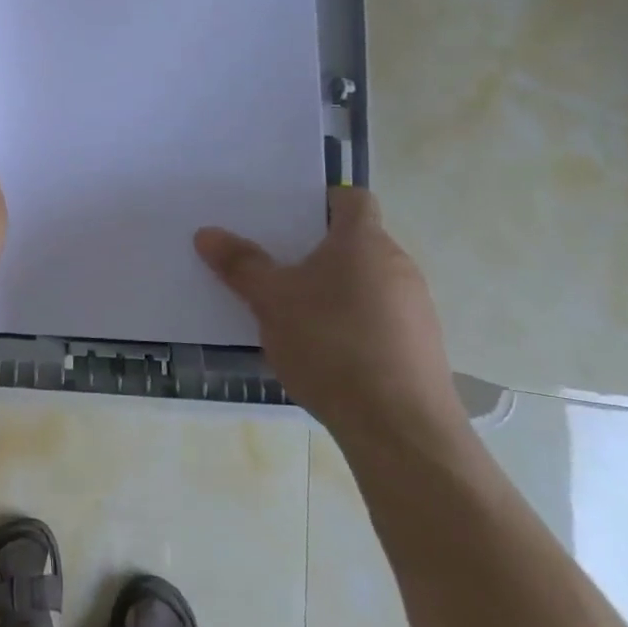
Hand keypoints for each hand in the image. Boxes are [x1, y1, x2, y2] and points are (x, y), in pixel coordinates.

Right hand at [195, 189, 466, 447]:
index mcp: (364, 241)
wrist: (400, 428)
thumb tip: (206, 233)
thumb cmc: (331, 345)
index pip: (351, 198)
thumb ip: (240, 264)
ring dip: (334, 289)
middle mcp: (398, 265)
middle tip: (275, 264)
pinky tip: (325, 352)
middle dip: (317, 250)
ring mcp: (415, 308)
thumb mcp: (271, 301)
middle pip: (356, 241)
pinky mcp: (421, 347)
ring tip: (293, 313)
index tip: (287, 218)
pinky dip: (352, 322)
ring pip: (367, 281)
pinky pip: (380, 317)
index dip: (320, 201)